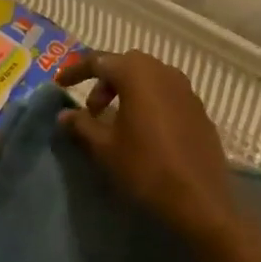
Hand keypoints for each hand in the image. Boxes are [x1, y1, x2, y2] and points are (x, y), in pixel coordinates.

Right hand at [56, 50, 237, 246]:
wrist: (201, 201)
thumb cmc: (146, 168)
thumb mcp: (105, 148)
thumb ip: (82, 125)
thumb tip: (65, 114)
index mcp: (137, 73)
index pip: (98, 60)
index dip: (76, 72)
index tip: (59, 84)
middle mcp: (162, 70)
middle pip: (125, 65)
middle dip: (104, 82)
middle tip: (92, 110)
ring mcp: (185, 88)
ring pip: (147, 78)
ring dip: (127, 91)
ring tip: (116, 122)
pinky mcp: (198, 108)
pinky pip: (166, 93)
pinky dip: (148, 102)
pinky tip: (144, 131)